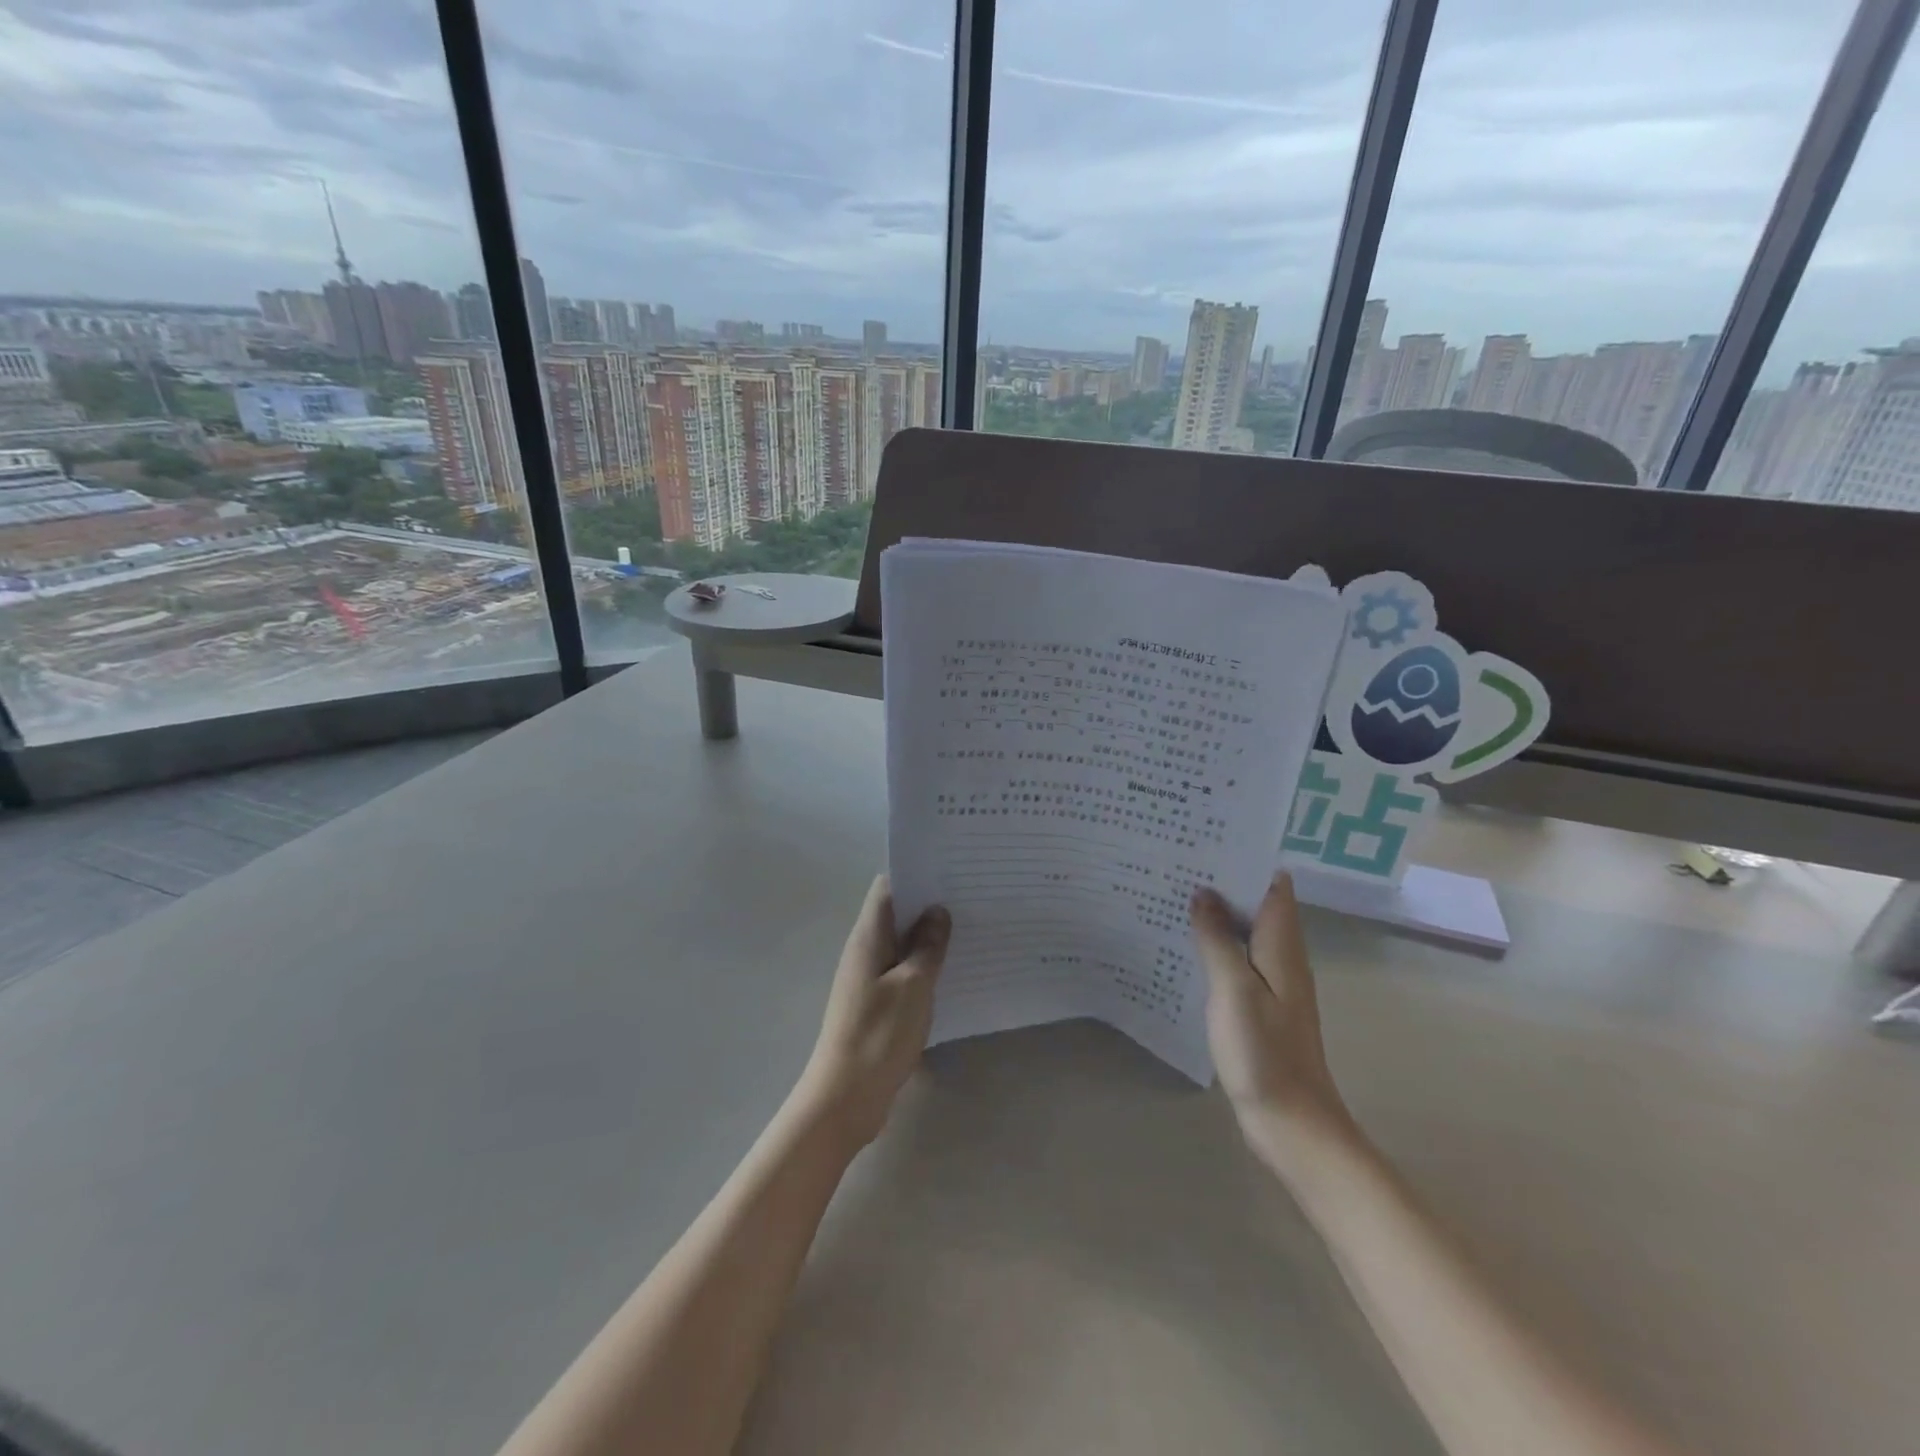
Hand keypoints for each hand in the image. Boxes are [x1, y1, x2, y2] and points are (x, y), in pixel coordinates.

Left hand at [798, 876, 950, 1149]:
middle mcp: (865, 950)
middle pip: (898, 914)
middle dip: (931, 904)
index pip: (888, 887)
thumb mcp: (913, 986)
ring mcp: (870, 978)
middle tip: (973, 898)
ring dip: (931, 938)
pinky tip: (955, 972)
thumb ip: (928, 946)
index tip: (952, 869)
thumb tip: (938, 911)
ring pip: (903, 944)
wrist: (845, 1098)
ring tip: (972, 930)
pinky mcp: (877, 1004)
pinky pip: (904, 972)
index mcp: (869, 937)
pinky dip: (926, 966)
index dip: (917, 874)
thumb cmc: (879, 1035)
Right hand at [1191, 873, 1350, 1167]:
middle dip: (1222, 881)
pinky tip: (1184, 944)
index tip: (1206, 840)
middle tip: (1177, 861)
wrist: (1291, 1122)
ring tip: (1173, 892)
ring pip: (1244, 931)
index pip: (1272, 884)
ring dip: (1216, 913)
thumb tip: (1202, 893)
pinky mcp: (1260, 1004)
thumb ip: (1216, 939)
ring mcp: (1272, 982)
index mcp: (1282, 945)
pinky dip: (1214, 944)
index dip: (1244, 858)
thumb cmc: (1263, 1052)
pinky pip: (1236, 959)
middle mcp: (1282, 956)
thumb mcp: (1233, 988)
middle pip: (1256, 904)